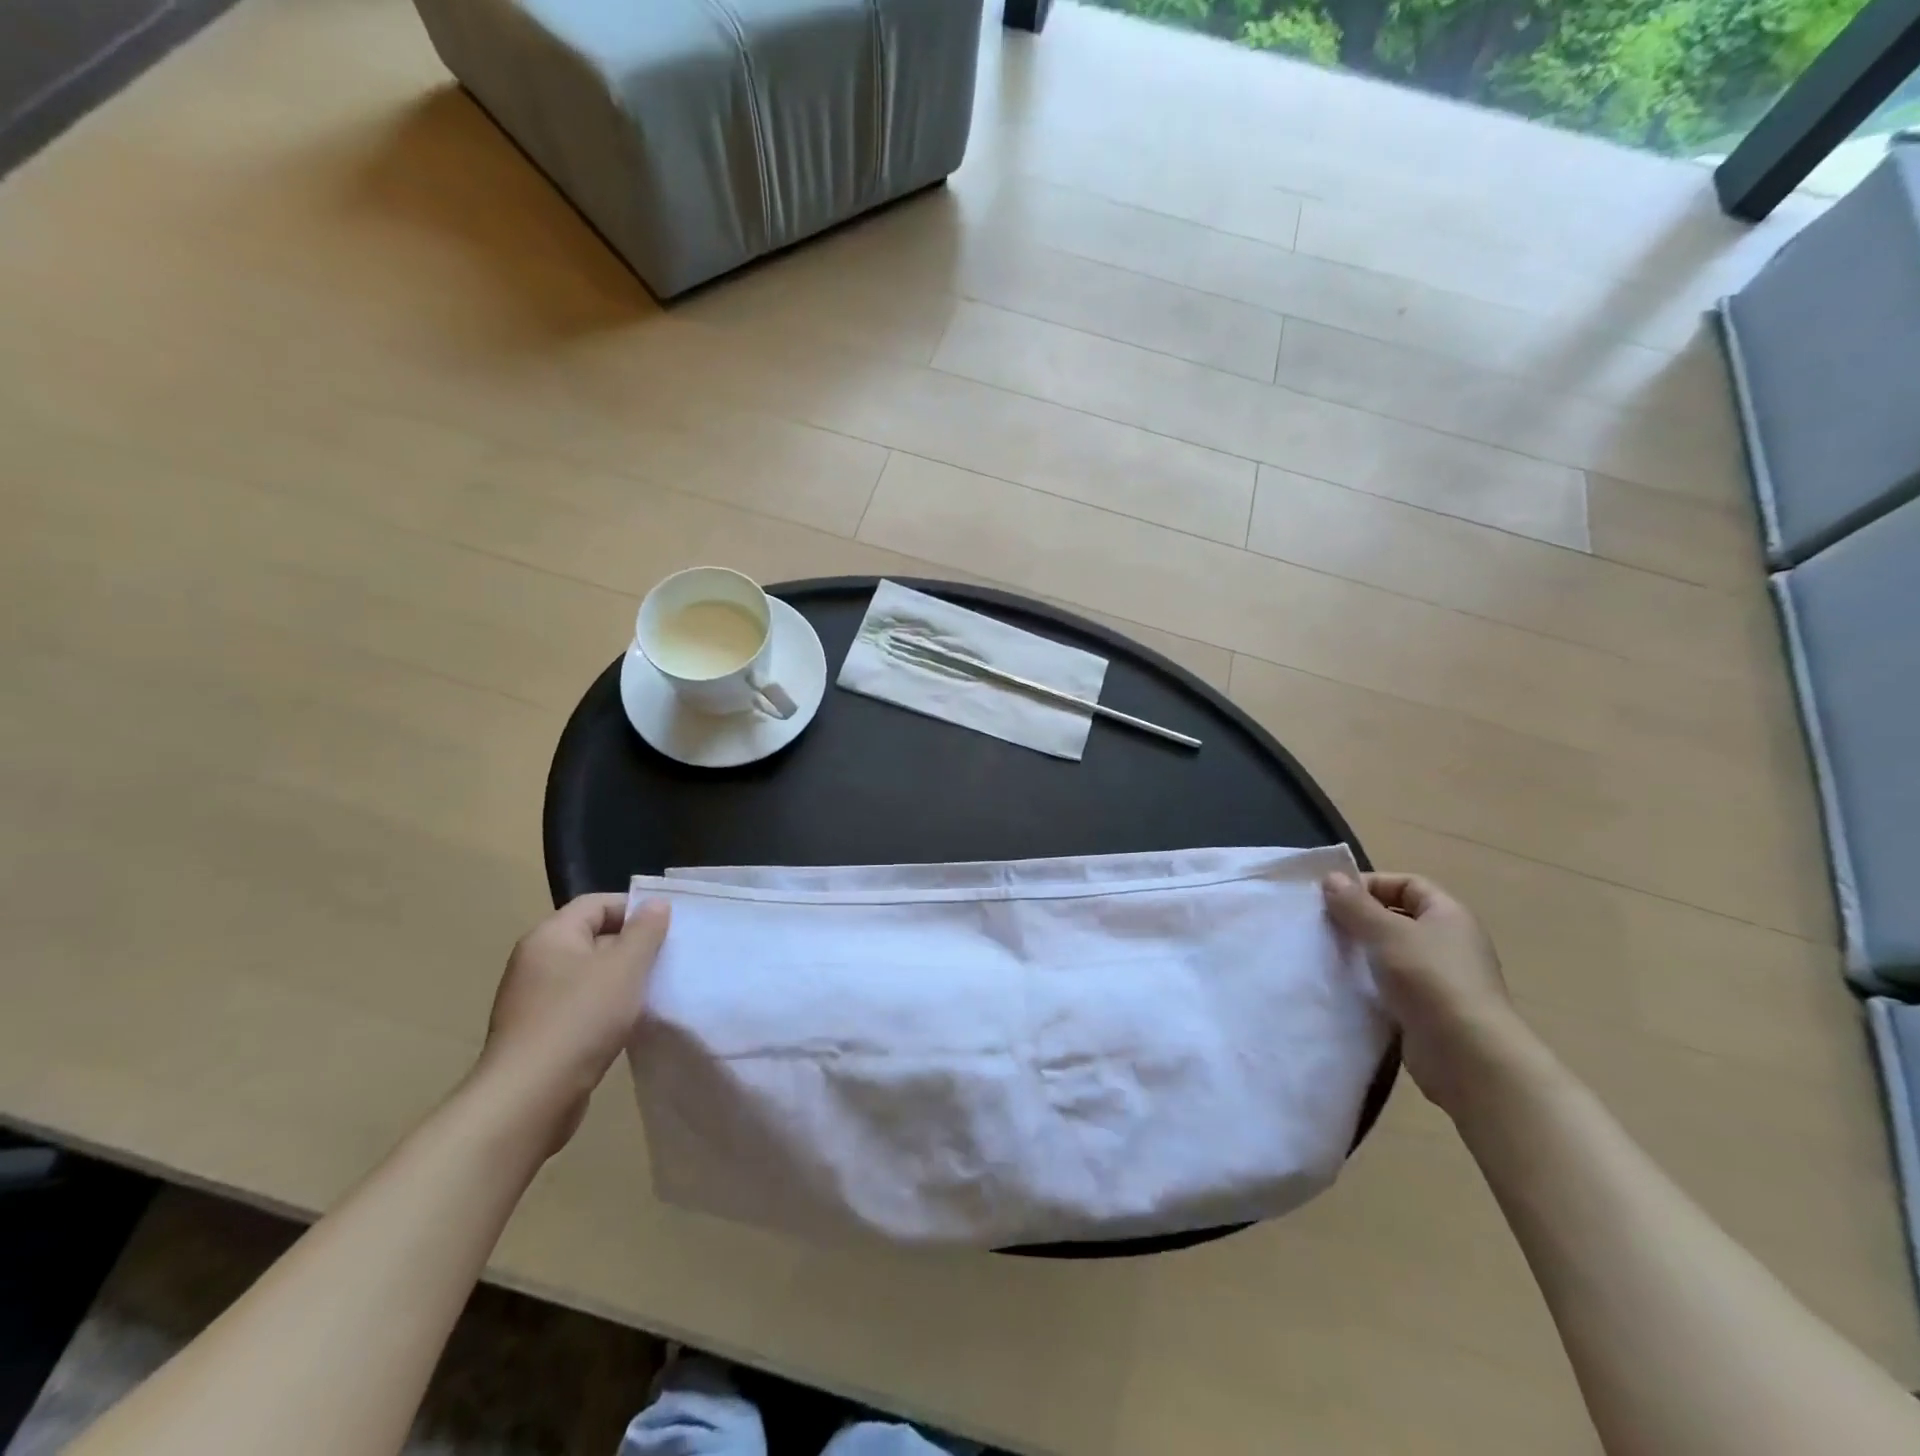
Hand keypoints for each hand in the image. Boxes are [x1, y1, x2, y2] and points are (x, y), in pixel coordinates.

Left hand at [472, 894, 670, 1153]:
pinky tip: (627, 1024)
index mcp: (550, 936)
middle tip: (667, 959)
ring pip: (588, 974)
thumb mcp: (625, 967)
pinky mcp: (537, 1033)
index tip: (668, 928)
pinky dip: (605, 1008)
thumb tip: (655, 904)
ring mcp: (532, 999)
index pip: (597, 903)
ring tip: (653, 992)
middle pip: (592, 937)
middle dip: (631, 946)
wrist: (528, 1098)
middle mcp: (535, 961)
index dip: (634, 909)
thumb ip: (645, 931)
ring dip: (620, 980)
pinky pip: (579, 1005)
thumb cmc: (580, 1019)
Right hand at [1322, 872, 1526, 1115]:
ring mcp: (1442, 979)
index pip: (1407, 885)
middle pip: (1399, 918)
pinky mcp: (1430, 1011)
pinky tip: (1346, 988)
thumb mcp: (1386, 932)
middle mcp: (1449, 943)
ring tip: (1329, 956)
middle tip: (1325, 927)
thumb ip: (1355, 904)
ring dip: (1363, 954)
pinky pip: (1393, 986)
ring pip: (1393, 954)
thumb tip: (1332, 878)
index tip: (1333, 898)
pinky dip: (1371, 984)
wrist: (1467, 1055)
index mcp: (1448, 915)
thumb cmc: (1429, 979)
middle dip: (1361, 919)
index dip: (1371, 885)